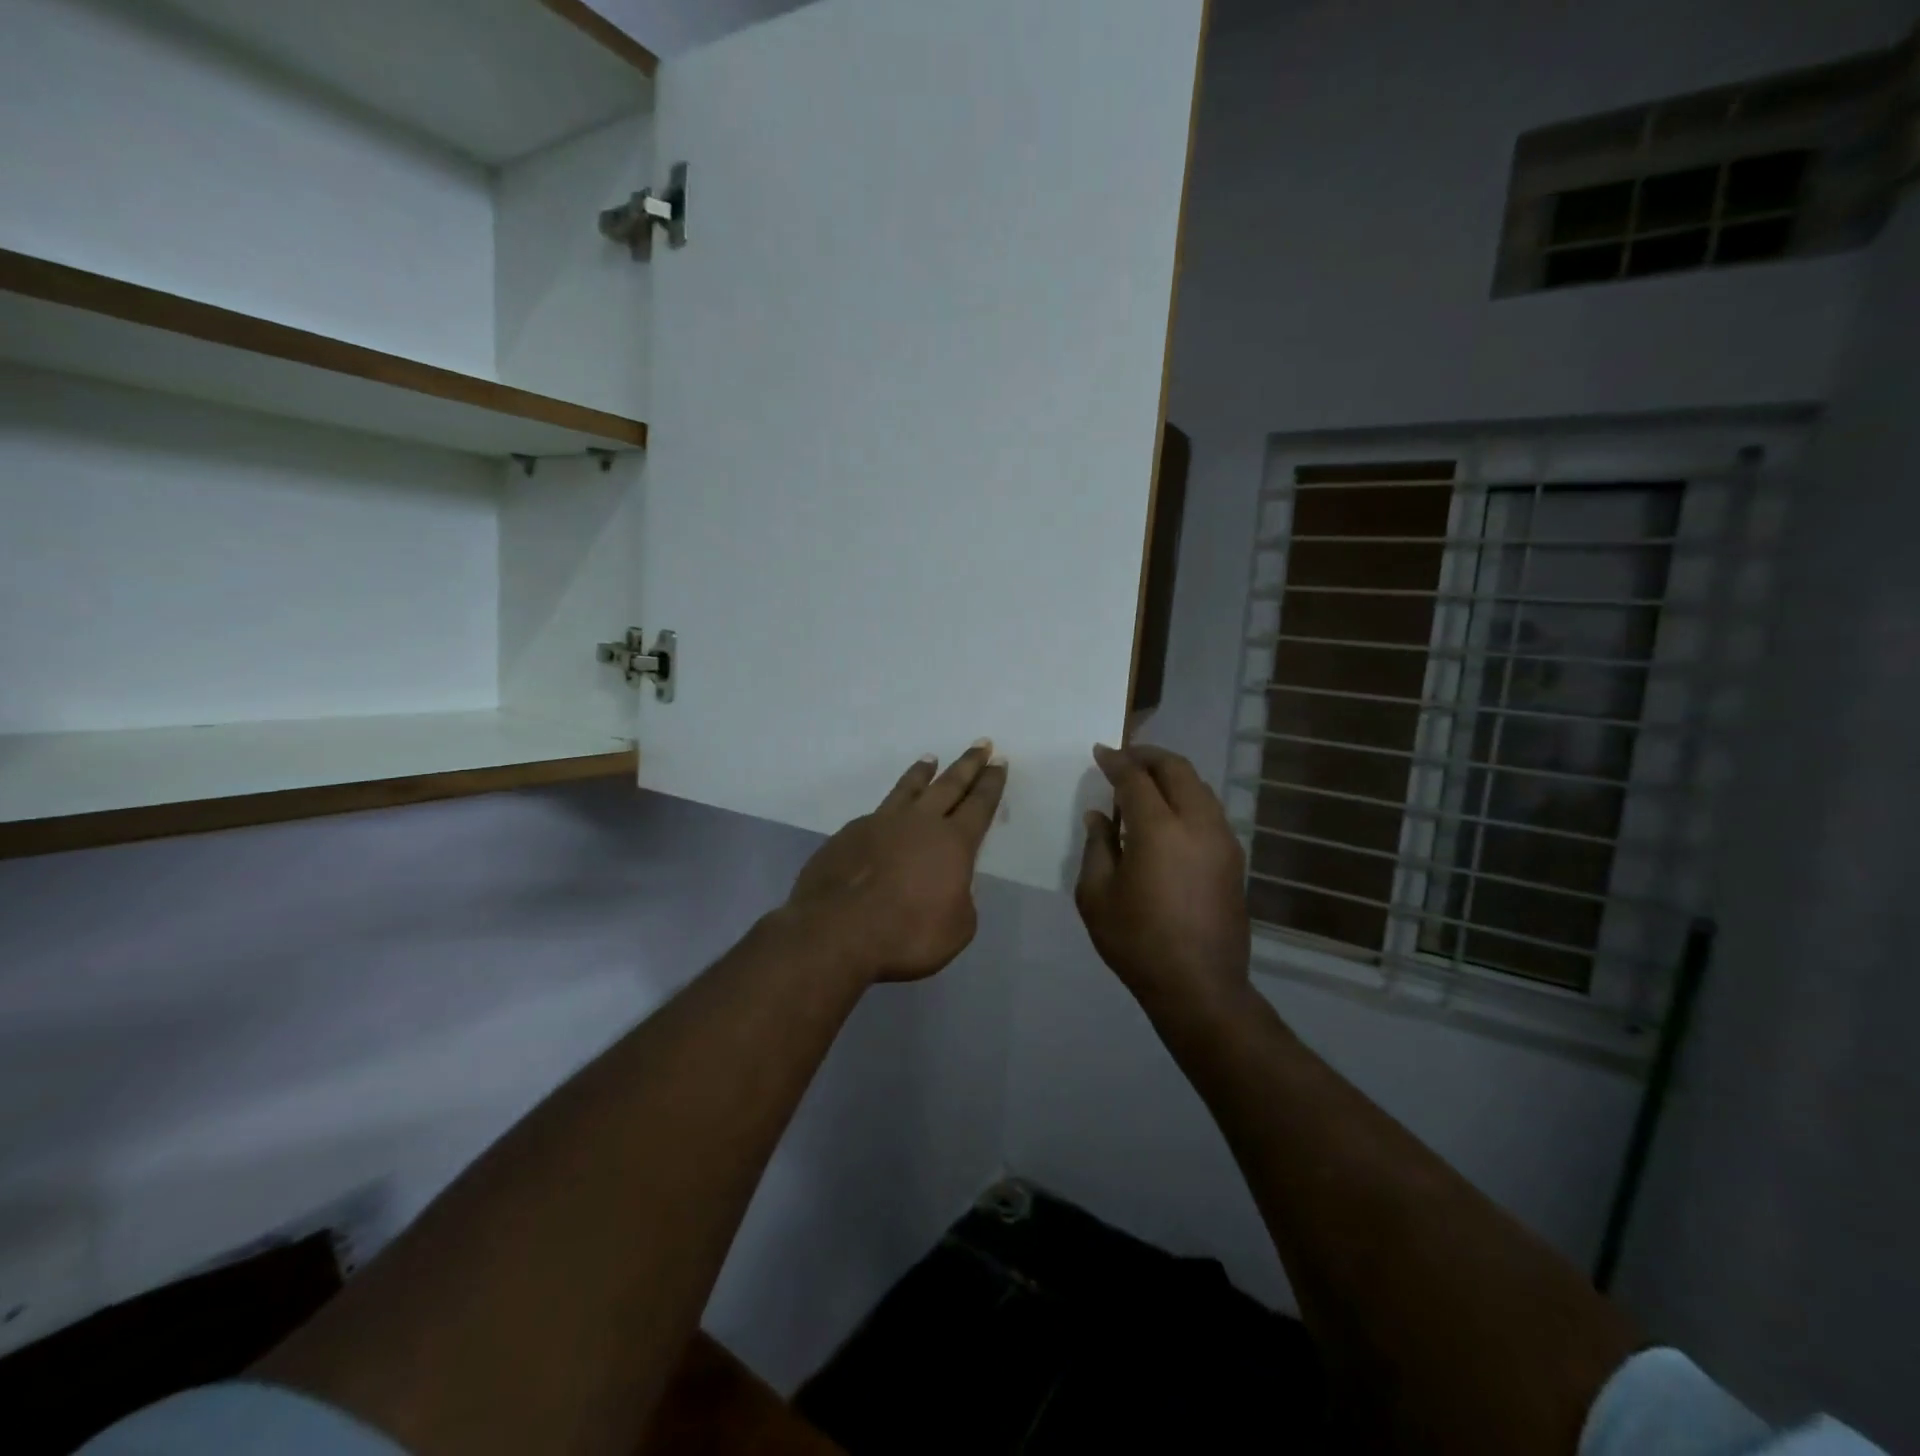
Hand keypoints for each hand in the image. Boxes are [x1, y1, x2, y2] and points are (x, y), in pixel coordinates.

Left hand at [785, 740, 1007, 983]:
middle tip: (980, 743)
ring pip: (908, 789)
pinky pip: (876, 813)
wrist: (836, 931)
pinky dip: (889, 807)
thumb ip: (960, 900)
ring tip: (930, 759)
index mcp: (953, 843)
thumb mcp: (956, 928)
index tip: (999, 760)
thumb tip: (949, 886)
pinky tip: (885, 814)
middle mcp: (919, 822)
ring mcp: (881, 823)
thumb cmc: (907, 934)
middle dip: (968, 764)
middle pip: (949, 785)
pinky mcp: (849, 834)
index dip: (992, 783)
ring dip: (922, 773)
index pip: (979, 805)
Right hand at [1075, 744, 1251, 1015]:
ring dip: (1171, 776)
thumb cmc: (1137, 941)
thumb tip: (1099, 816)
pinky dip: (1186, 798)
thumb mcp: (1097, 895)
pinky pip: (1209, 810)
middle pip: (1177, 770)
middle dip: (1148, 757)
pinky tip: (1167, 816)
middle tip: (1124, 758)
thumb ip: (1096, 846)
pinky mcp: (1233, 858)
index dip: (1116, 762)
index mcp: (1159, 830)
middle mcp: (1197, 824)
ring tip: (1145, 785)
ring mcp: (1222, 840)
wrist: (1199, 986)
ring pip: (1199, 787)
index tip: (1101, 752)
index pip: (1136, 779)